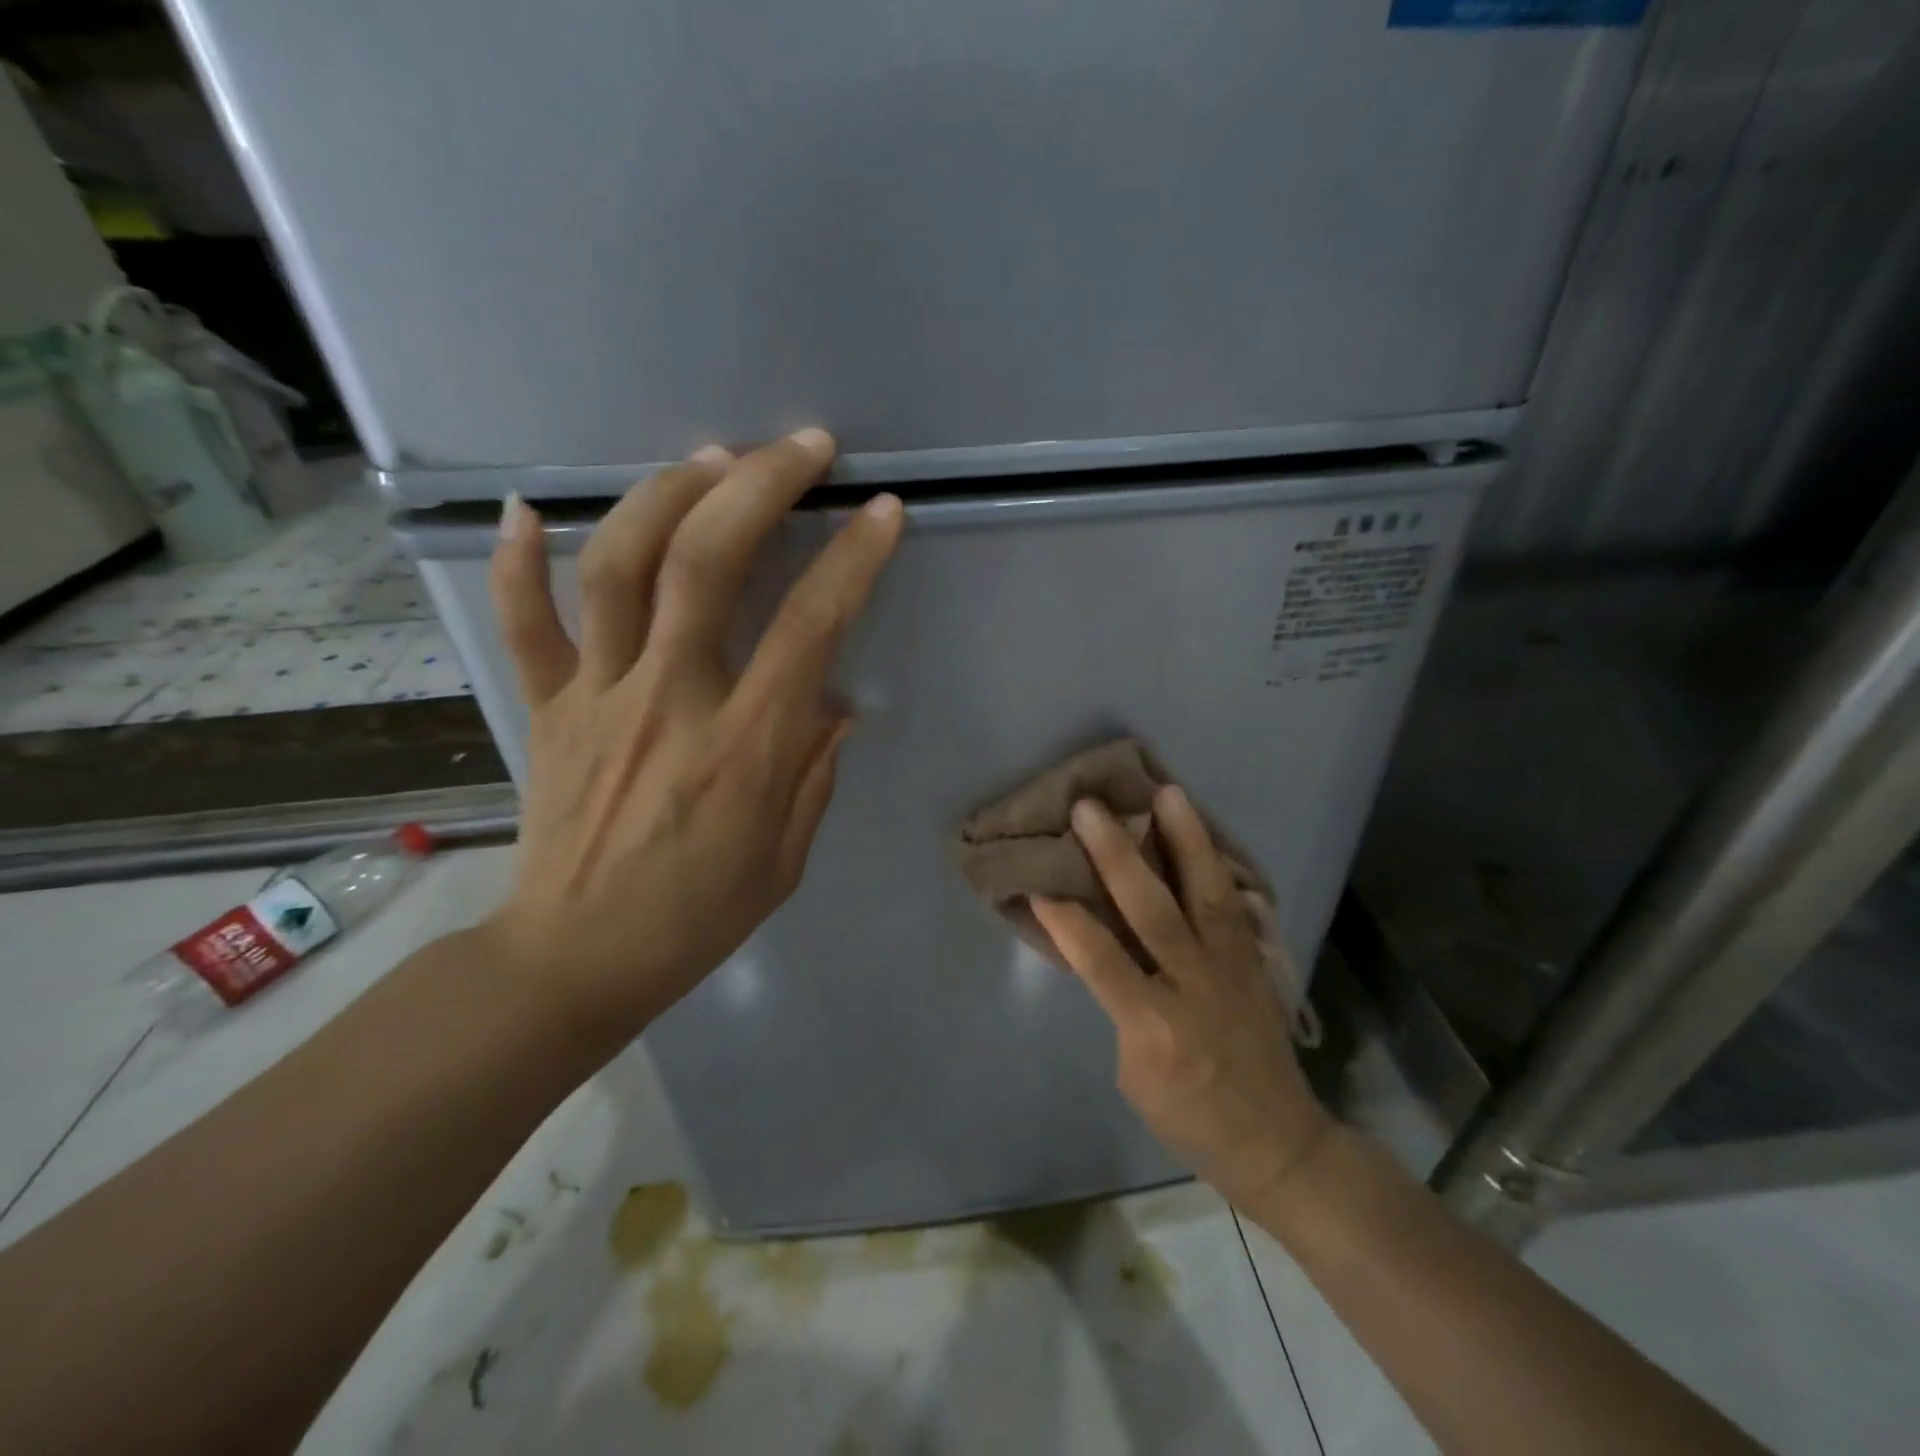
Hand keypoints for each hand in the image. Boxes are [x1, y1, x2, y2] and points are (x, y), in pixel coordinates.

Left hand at [482, 429, 903, 1037]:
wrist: (575, 959)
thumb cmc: (698, 917)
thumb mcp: (786, 858)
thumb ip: (815, 772)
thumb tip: (836, 700)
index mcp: (744, 749)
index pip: (809, 629)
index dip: (852, 560)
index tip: (881, 512)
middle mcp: (669, 702)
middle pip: (705, 564)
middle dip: (758, 487)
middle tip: (800, 447)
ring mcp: (597, 697)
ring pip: (617, 567)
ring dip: (665, 495)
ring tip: (711, 458)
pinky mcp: (545, 707)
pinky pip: (523, 623)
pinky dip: (518, 561)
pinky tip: (531, 509)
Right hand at [1031, 789, 1332, 1210]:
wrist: (1278, 1143)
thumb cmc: (1190, 1119)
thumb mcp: (1134, 1076)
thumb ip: (1120, 1007)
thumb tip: (1103, 950)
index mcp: (1155, 1027)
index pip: (1101, 959)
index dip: (1066, 918)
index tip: (1037, 879)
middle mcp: (1194, 987)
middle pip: (1153, 912)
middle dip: (1117, 855)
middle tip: (1089, 809)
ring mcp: (1232, 969)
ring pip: (1207, 894)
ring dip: (1186, 839)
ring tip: (1167, 792)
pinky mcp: (1255, 962)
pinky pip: (1234, 904)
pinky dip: (1216, 864)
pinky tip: (1201, 831)